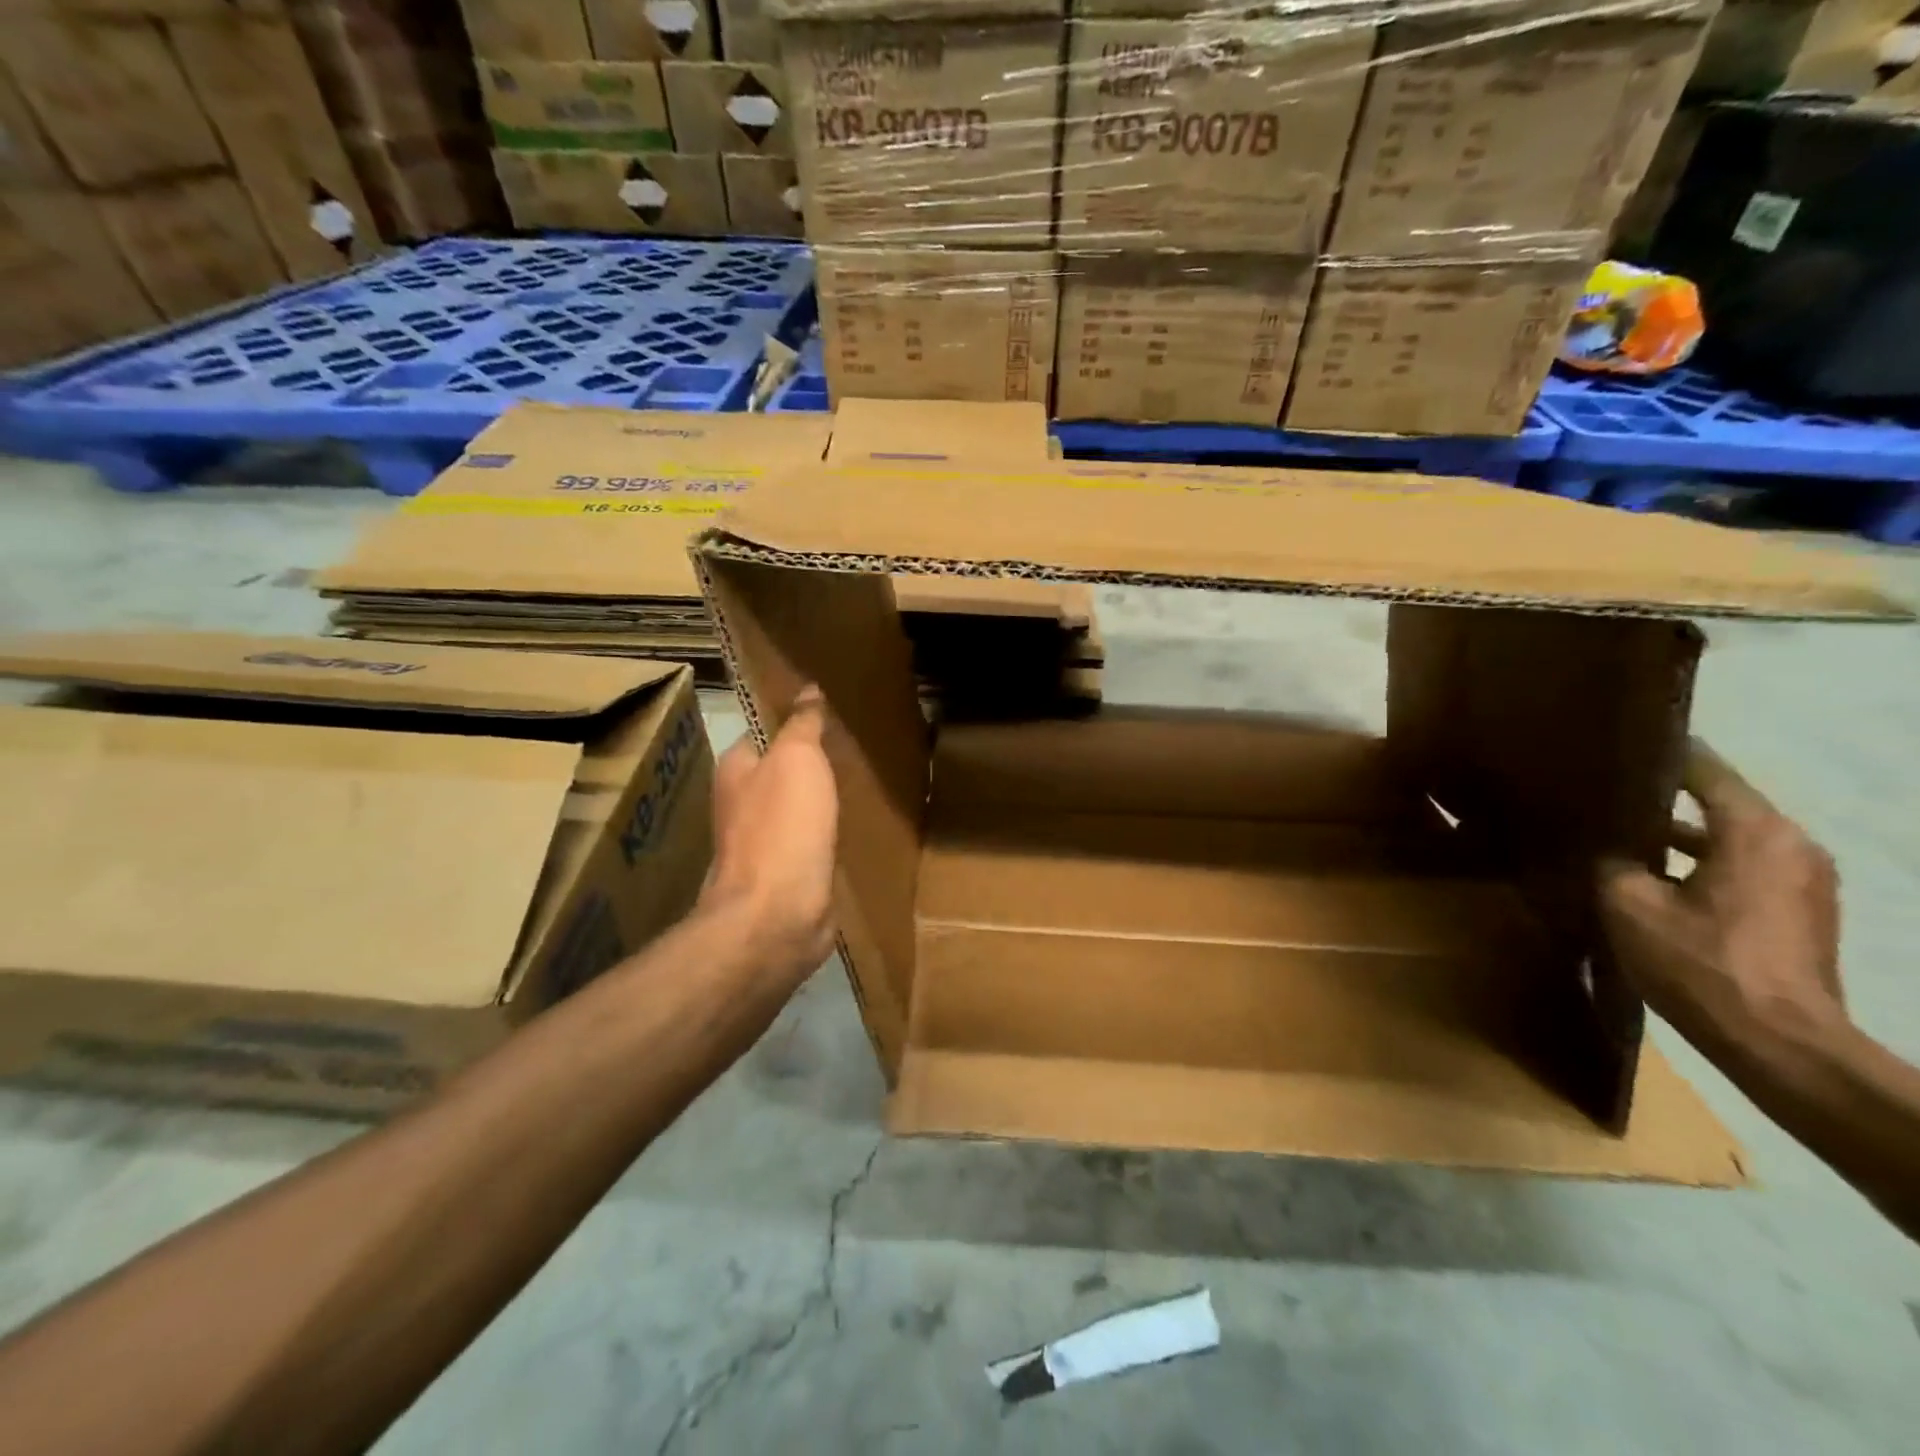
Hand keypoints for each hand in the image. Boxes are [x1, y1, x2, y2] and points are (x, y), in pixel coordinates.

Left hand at [699, 686, 839, 984]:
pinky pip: (809, 843)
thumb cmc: (783, 827)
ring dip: (817, 802)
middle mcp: (742, 805)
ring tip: (855, 785)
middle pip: (778, 774)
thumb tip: (808, 690)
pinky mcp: (785, 876)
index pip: (761, 735)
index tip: (826, 718)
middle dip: (808, 765)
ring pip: (795, 810)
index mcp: (736, 771)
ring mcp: (762, 844)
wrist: (778, 914)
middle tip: (849, 751)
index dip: (791, 725)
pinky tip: (849, 829)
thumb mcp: (797, 760)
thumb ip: (802, 725)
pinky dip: (826, 834)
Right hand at [1599, 740, 1845, 1067]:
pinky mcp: (1802, 912)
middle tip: (1606, 791)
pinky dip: (1702, 862)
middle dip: (1664, 797)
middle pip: (1721, 802)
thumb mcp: (1628, 904)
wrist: (1781, 1045)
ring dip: (1681, 835)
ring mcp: (1805, 880)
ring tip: (1622, 835)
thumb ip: (1613, 862)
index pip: (1705, 769)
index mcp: (1755, 831)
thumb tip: (1610, 852)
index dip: (1660, 753)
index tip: (1616, 744)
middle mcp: (1792, 844)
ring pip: (1731, 837)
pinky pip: (1744, 866)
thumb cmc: (1701, 962)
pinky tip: (1656, 877)